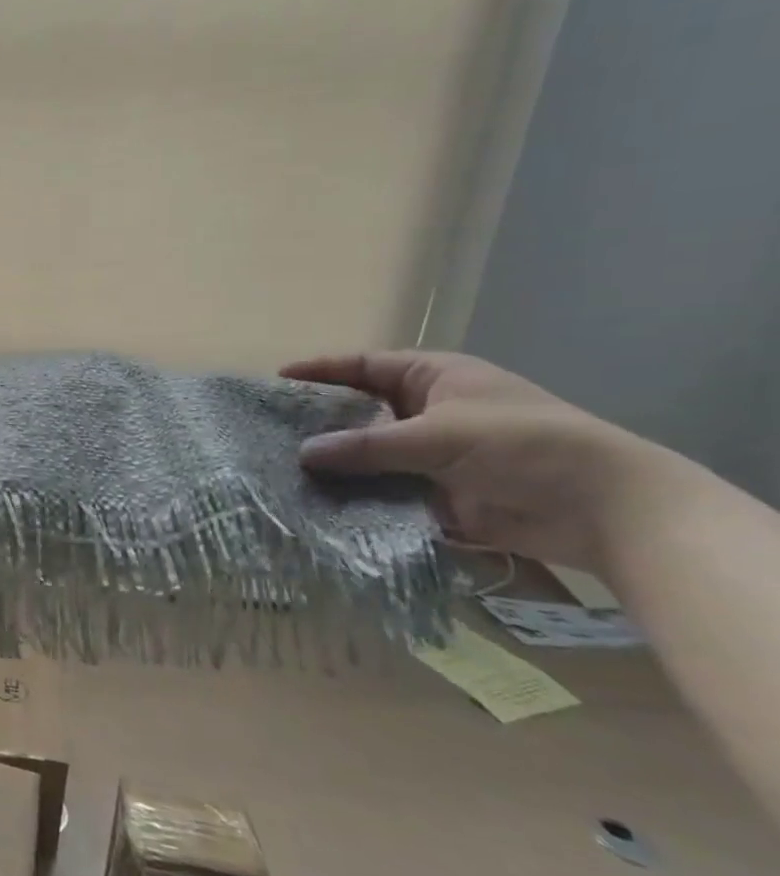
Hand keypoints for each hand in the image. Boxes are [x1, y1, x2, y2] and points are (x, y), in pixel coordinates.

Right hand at [281, 350, 660, 571]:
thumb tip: (303, 453)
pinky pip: (385, 491)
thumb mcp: (438, 435)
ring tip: (284, 470)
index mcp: (434, 378)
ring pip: (369, 455)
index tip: (277, 380)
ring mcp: (433, 455)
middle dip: (320, 422)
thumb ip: (367, 446)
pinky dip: (358, 497)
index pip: (365, 366)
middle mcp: (429, 411)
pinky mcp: (438, 495)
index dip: (322, 370)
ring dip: (336, 465)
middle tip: (271, 431)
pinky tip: (321, 504)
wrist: (603, 509)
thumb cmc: (523, 445)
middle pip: (360, 411)